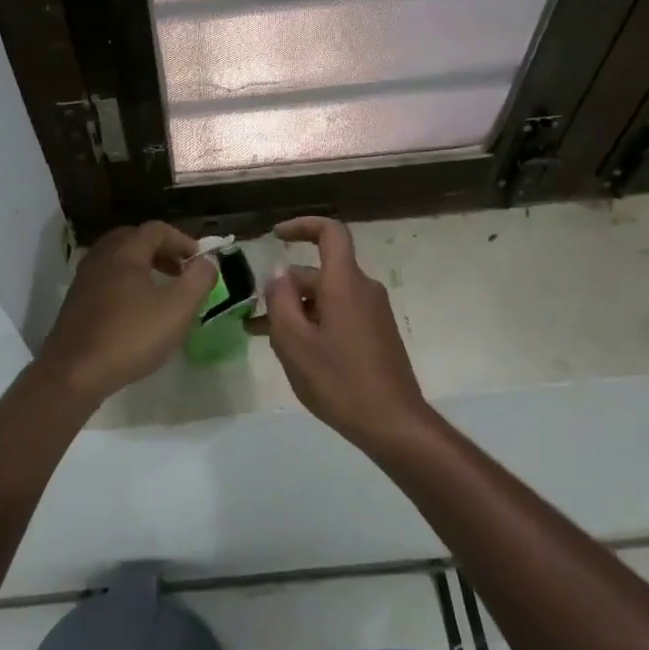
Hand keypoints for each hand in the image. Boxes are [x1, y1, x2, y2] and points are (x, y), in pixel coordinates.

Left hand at [34, 222, 218, 405]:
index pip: (156, 230)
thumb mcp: (177, 309)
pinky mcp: (76, 303)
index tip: (200, 261)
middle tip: (181, 271)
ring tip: (162, 290)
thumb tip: (207, 261)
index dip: (182, 240)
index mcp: (125, 252)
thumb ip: (198, 280)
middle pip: (134, 240)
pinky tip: (137, 311)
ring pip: (118, 260)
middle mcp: (101, 257)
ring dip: (143, 268)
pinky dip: (127, 283)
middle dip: (161, 251)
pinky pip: (106, 280)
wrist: (74, 373)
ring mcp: (84, 279)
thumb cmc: (130, 336)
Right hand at [261, 216, 432, 446]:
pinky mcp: (376, 333)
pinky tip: (294, 351)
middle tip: (255, 317)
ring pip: (326, 297)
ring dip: (296, 310)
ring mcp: (372, 312)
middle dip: (285, 288)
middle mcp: (363, 289)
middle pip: (319, 272)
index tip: (275, 236)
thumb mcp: (295, 342)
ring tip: (265, 337)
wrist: (393, 424)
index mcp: (345, 283)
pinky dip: (314, 322)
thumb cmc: (339, 380)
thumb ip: (280, 300)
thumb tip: (278, 273)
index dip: (302, 226)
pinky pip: (339, 314)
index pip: (329, 233)